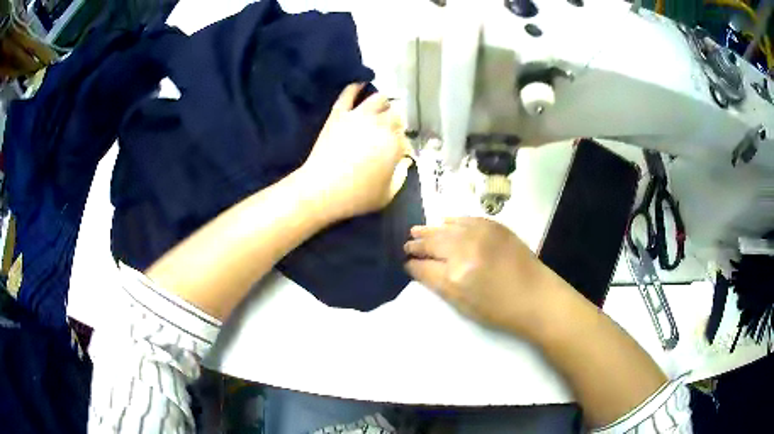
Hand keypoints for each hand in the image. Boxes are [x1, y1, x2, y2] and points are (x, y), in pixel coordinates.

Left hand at [301, 83, 410, 221]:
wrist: (322, 190)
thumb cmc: (357, 196)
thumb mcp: (387, 194)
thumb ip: (401, 177)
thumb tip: (404, 163)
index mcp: (395, 144)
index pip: (406, 138)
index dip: (404, 146)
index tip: (400, 154)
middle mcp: (381, 124)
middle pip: (396, 115)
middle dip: (397, 123)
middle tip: (392, 131)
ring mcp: (358, 116)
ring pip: (378, 99)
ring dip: (384, 103)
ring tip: (383, 107)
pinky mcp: (339, 114)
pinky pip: (348, 94)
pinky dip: (356, 87)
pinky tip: (361, 84)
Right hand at [404, 217, 570, 338]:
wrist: (536, 297)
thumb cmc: (499, 310)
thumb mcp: (462, 304)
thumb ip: (437, 283)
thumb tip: (418, 267)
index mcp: (455, 275)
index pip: (423, 265)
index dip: (412, 263)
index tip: (406, 262)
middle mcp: (465, 249)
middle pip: (433, 242)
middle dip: (418, 244)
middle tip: (407, 244)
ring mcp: (481, 234)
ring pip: (446, 227)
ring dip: (430, 230)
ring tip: (417, 231)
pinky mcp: (494, 226)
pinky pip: (466, 219)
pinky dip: (452, 221)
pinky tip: (443, 221)